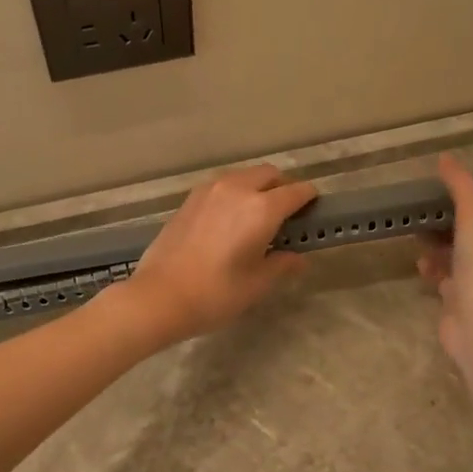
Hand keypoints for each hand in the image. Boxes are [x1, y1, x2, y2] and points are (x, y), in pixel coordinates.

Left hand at [120, 164, 318, 346]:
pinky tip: (229, 221)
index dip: (309, 200)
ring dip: (257, 188)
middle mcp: (237, 189)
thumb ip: (282, 264)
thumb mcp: (257, 284)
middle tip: (286, 215)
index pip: (296, 191)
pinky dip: (234, 194)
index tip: (313, 211)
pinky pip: (222, 185)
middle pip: (269, 174)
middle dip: (283, 188)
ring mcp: (209, 190)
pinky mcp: (189, 199)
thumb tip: (298, 258)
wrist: (159, 296)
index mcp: (261, 208)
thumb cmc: (215, 293)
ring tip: (257, 217)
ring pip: (244, 176)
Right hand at [417, 154, 472, 376]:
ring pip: (457, 256)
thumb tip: (446, 157)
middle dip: (446, 225)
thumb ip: (461, 186)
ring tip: (418, 240)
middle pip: (471, 233)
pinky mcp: (463, 301)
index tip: (442, 195)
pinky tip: (420, 267)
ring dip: (437, 248)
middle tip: (423, 216)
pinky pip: (445, 279)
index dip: (468, 202)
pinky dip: (432, 271)